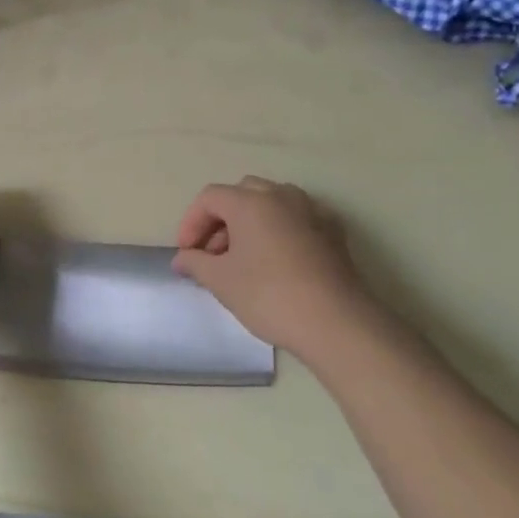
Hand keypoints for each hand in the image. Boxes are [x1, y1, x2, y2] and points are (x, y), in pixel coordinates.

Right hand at [172, 177, 372, 358]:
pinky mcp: (333, 231)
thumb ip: (195, 263)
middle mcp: (281, 195)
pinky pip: (296, 218)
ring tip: (243, 257)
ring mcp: (311, 210)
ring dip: (250, 222)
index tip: (186, 252)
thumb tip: (181, 258)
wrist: (336, 323)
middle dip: (221, 219)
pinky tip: (277, 259)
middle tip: (212, 253)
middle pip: (241, 194)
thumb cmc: (269, 296)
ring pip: (271, 202)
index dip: (191, 222)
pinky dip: (279, 229)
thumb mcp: (221, 281)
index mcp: (250, 202)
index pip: (210, 198)